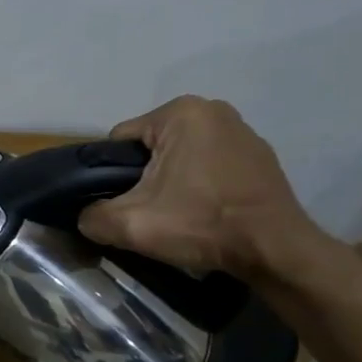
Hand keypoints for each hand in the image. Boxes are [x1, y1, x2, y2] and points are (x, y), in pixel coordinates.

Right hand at [77, 96, 322, 277]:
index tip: (126, 204)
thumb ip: (92, 216)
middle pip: (151, 148)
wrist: (277, 251)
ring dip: (173, 181)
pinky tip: (206, 211)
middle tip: (151, 213)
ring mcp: (242, 130)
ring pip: (181, 156)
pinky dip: (202, 184)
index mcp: (180, 112)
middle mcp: (212, 109)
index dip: (112, 175)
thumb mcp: (130, 225)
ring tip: (179, 215)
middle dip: (144, 177)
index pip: (121, 142)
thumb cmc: (203, 224)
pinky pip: (210, 164)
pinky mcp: (260, 155)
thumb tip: (84, 217)